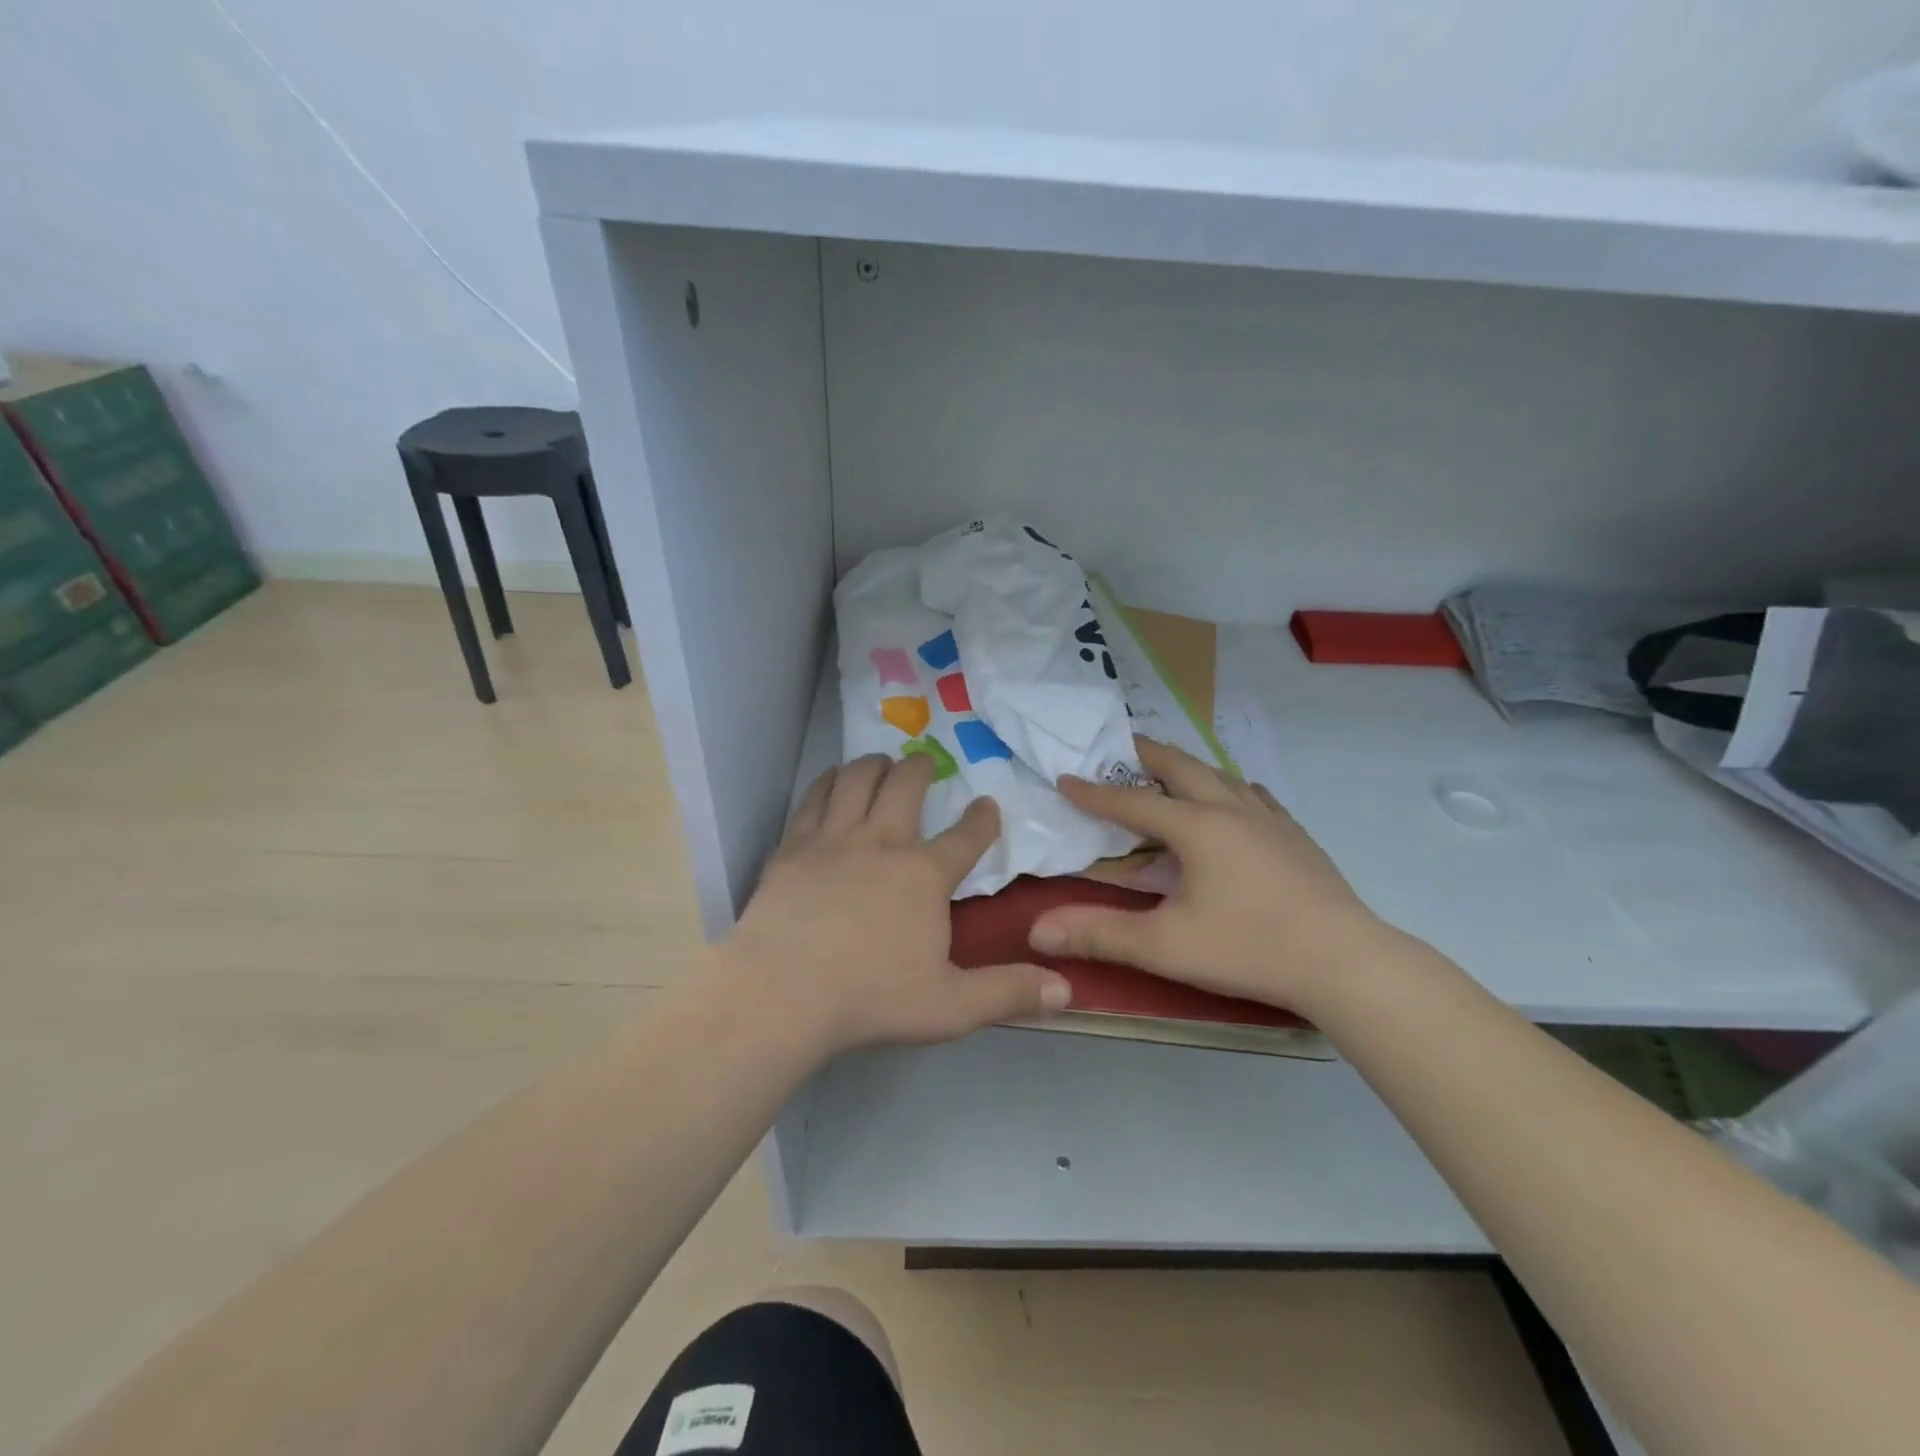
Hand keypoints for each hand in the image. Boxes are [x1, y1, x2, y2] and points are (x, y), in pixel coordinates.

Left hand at [722, 753, 1070, 1057]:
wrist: (782, 993)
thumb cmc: (870, 998)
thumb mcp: (951, 1005)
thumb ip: (1008, 992)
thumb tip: (1066, 989)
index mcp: (924, 875)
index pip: (966, 837)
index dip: (983, 819)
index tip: (988, 806)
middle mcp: (882, 842)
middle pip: (905, 787)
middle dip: (921, 768)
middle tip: (925, 762)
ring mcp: (833, 839)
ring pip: (856, 779)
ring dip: (874, 764)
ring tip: (881, 761)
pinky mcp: (793, 847)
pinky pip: (814, 798)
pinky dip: (828, 781)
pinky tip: (831, 780)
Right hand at [1030, 738, 1386, 1011]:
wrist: (1346, 962)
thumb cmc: (1248, 947)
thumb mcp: (1164, 945)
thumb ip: (1099, 933)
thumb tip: (1037, 930)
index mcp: (1196, 826)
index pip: (1132, 801)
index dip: (1095, 792)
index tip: (1066, 779)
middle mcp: (1231, 809)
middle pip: (1181, 767)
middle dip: (1145, 754)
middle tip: (1121, 746)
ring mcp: (1270, 820)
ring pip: (1221, 776)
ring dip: (1188, 768)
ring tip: (1171, 771)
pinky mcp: (1296, 837)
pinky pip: (1255, 797)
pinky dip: (1231, 789)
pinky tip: (1237, 801)